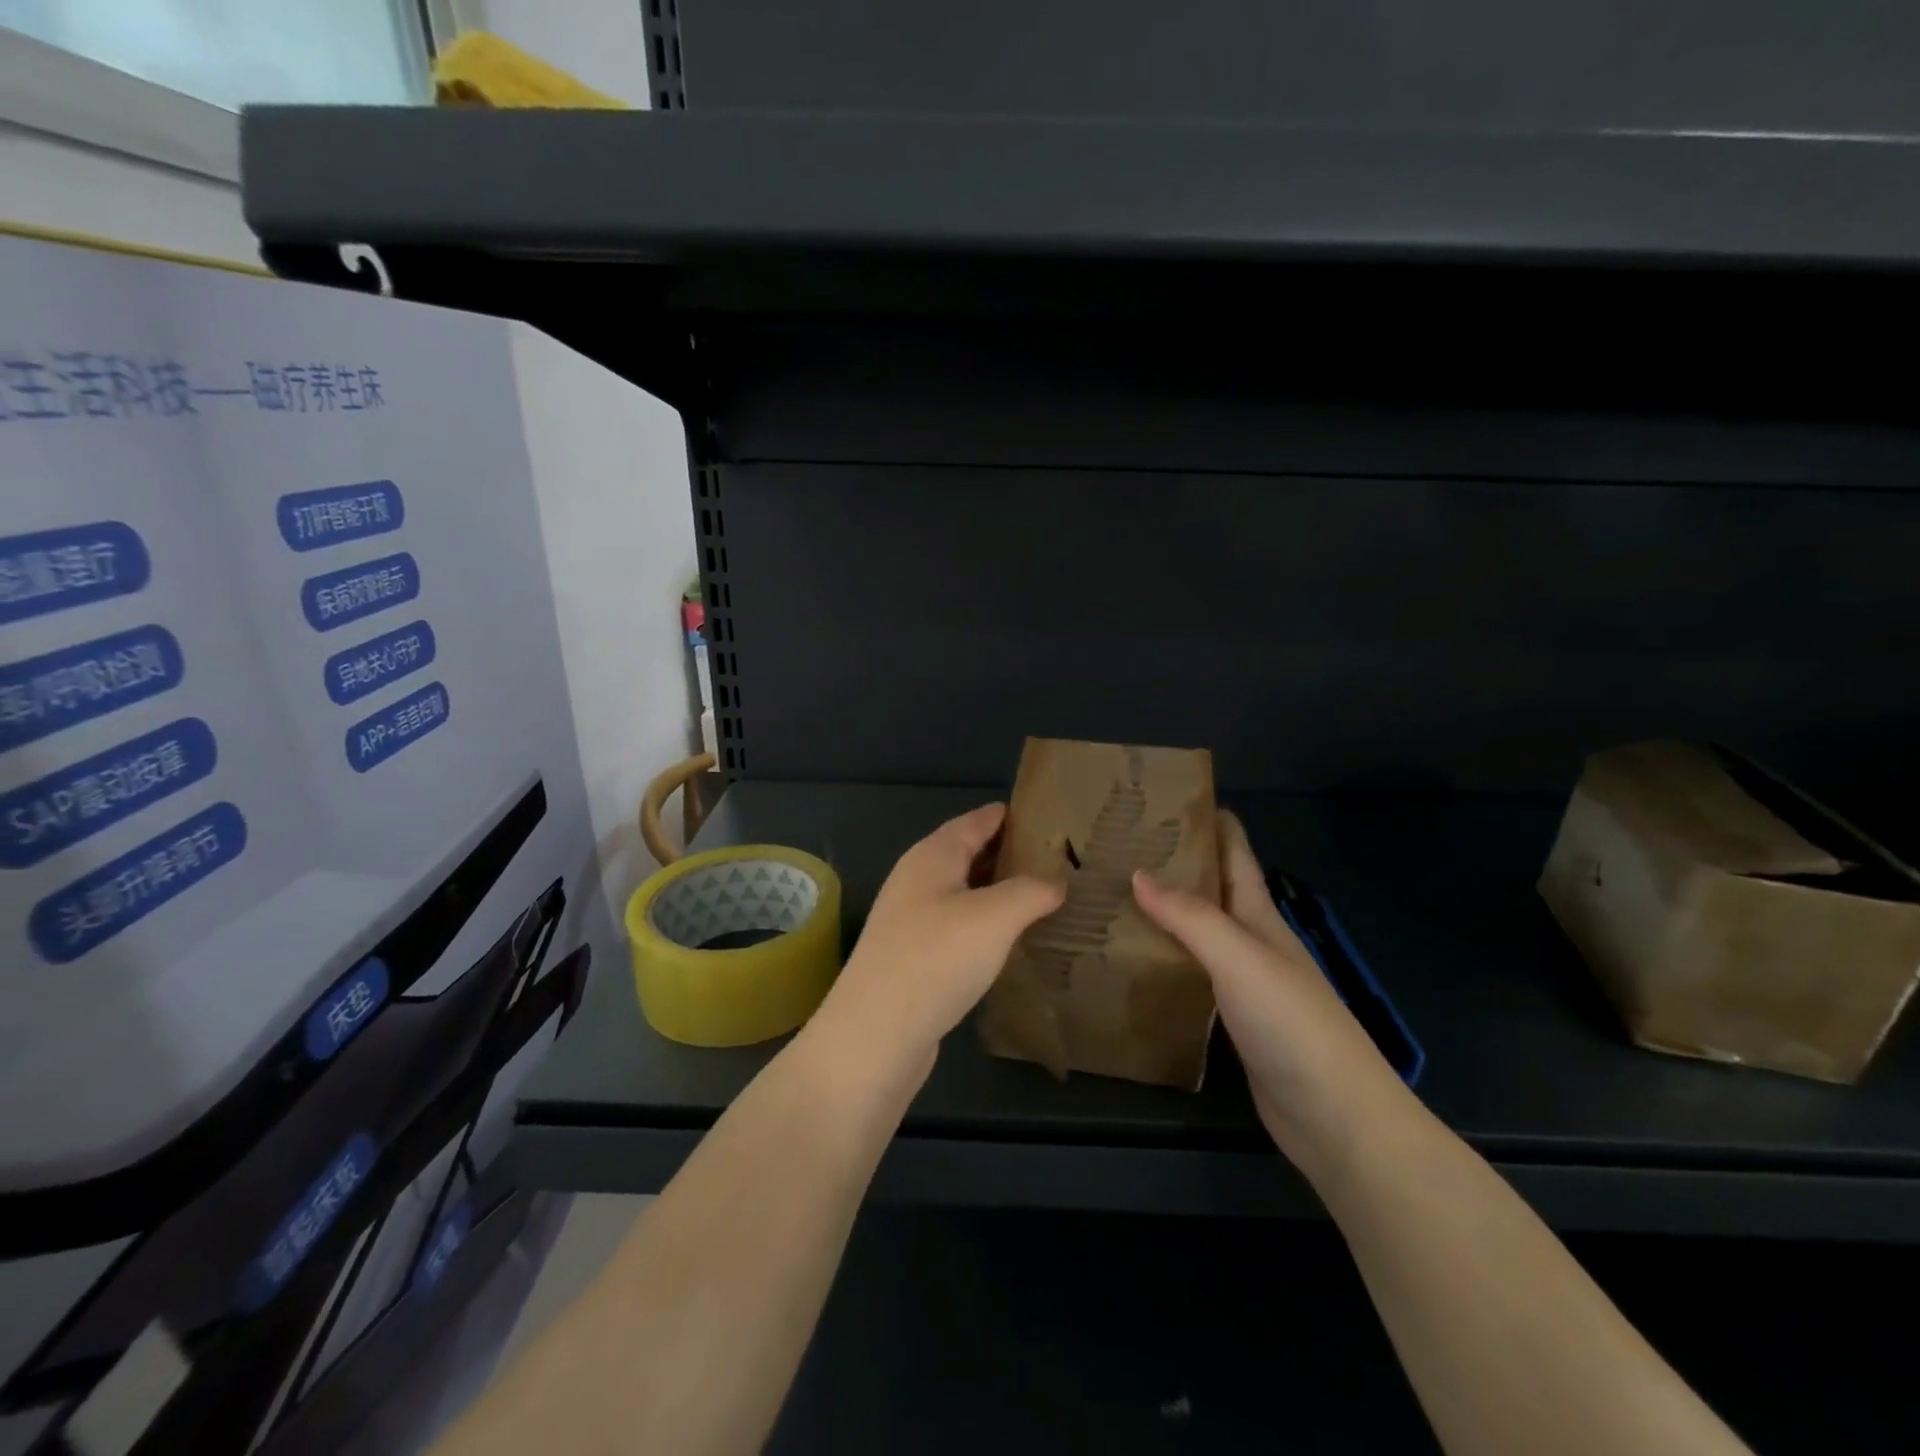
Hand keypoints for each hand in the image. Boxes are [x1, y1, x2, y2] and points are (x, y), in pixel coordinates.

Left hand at [815, 803, 1064, 1084]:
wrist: (876, 1034)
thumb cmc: (936, 958)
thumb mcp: (995, 916)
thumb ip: (1030, 891)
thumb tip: (1056, 883)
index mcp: (932, 856)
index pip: (976, 821)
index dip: (1009, 815)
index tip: (1048, 815)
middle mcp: (917, 880)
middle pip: (968, 854)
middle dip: (1009, 854)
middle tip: (1057, 859)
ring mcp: (911, 920)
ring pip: (963, 893)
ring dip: (998, 892)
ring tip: (1042, 898)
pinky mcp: (914, 958)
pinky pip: (958, 926)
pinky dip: (986, 925)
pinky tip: (1009, 941)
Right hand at [1132, 811, 1413, 1176]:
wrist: (1335, 1117)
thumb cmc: (1292, 1023)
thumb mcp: (1240, 958)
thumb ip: (1190, 916)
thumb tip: (1137, 873)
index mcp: (1260, 918)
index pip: (1236, 856)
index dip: (1211, 823)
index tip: (1169, 798)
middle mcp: (1252, 943)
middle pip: (1212, 892)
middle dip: (1175, 865)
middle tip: (1120, 847)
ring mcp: (1244, 983)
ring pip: (1198, 934)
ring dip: (1164, 913)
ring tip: (1114, 897)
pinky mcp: (1232, 1021)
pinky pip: (1191, 976)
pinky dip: (1165, 961)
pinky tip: (1134, 962)